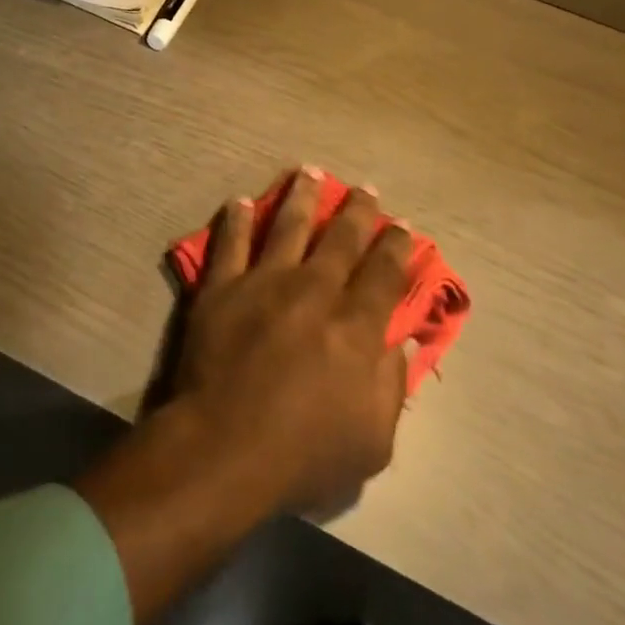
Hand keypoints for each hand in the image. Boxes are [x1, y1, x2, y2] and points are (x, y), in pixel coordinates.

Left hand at [169, 167, 415, 515]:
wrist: (224, 445)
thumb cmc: (304, 453)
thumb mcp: (372, 440)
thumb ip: (390, 385)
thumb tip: (401, 340)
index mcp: (355, 326)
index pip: (384, 274)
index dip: (396, 247)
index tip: (402, 227)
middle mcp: (314, 290)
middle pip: (341, 239)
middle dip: (357, 211)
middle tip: (365, 188)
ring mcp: (264, 281)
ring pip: (288, 224)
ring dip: (301, 196)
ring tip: (309, 171)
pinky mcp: (222, 285)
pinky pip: (231, 241)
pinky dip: (238, 219)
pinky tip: (242, 201)